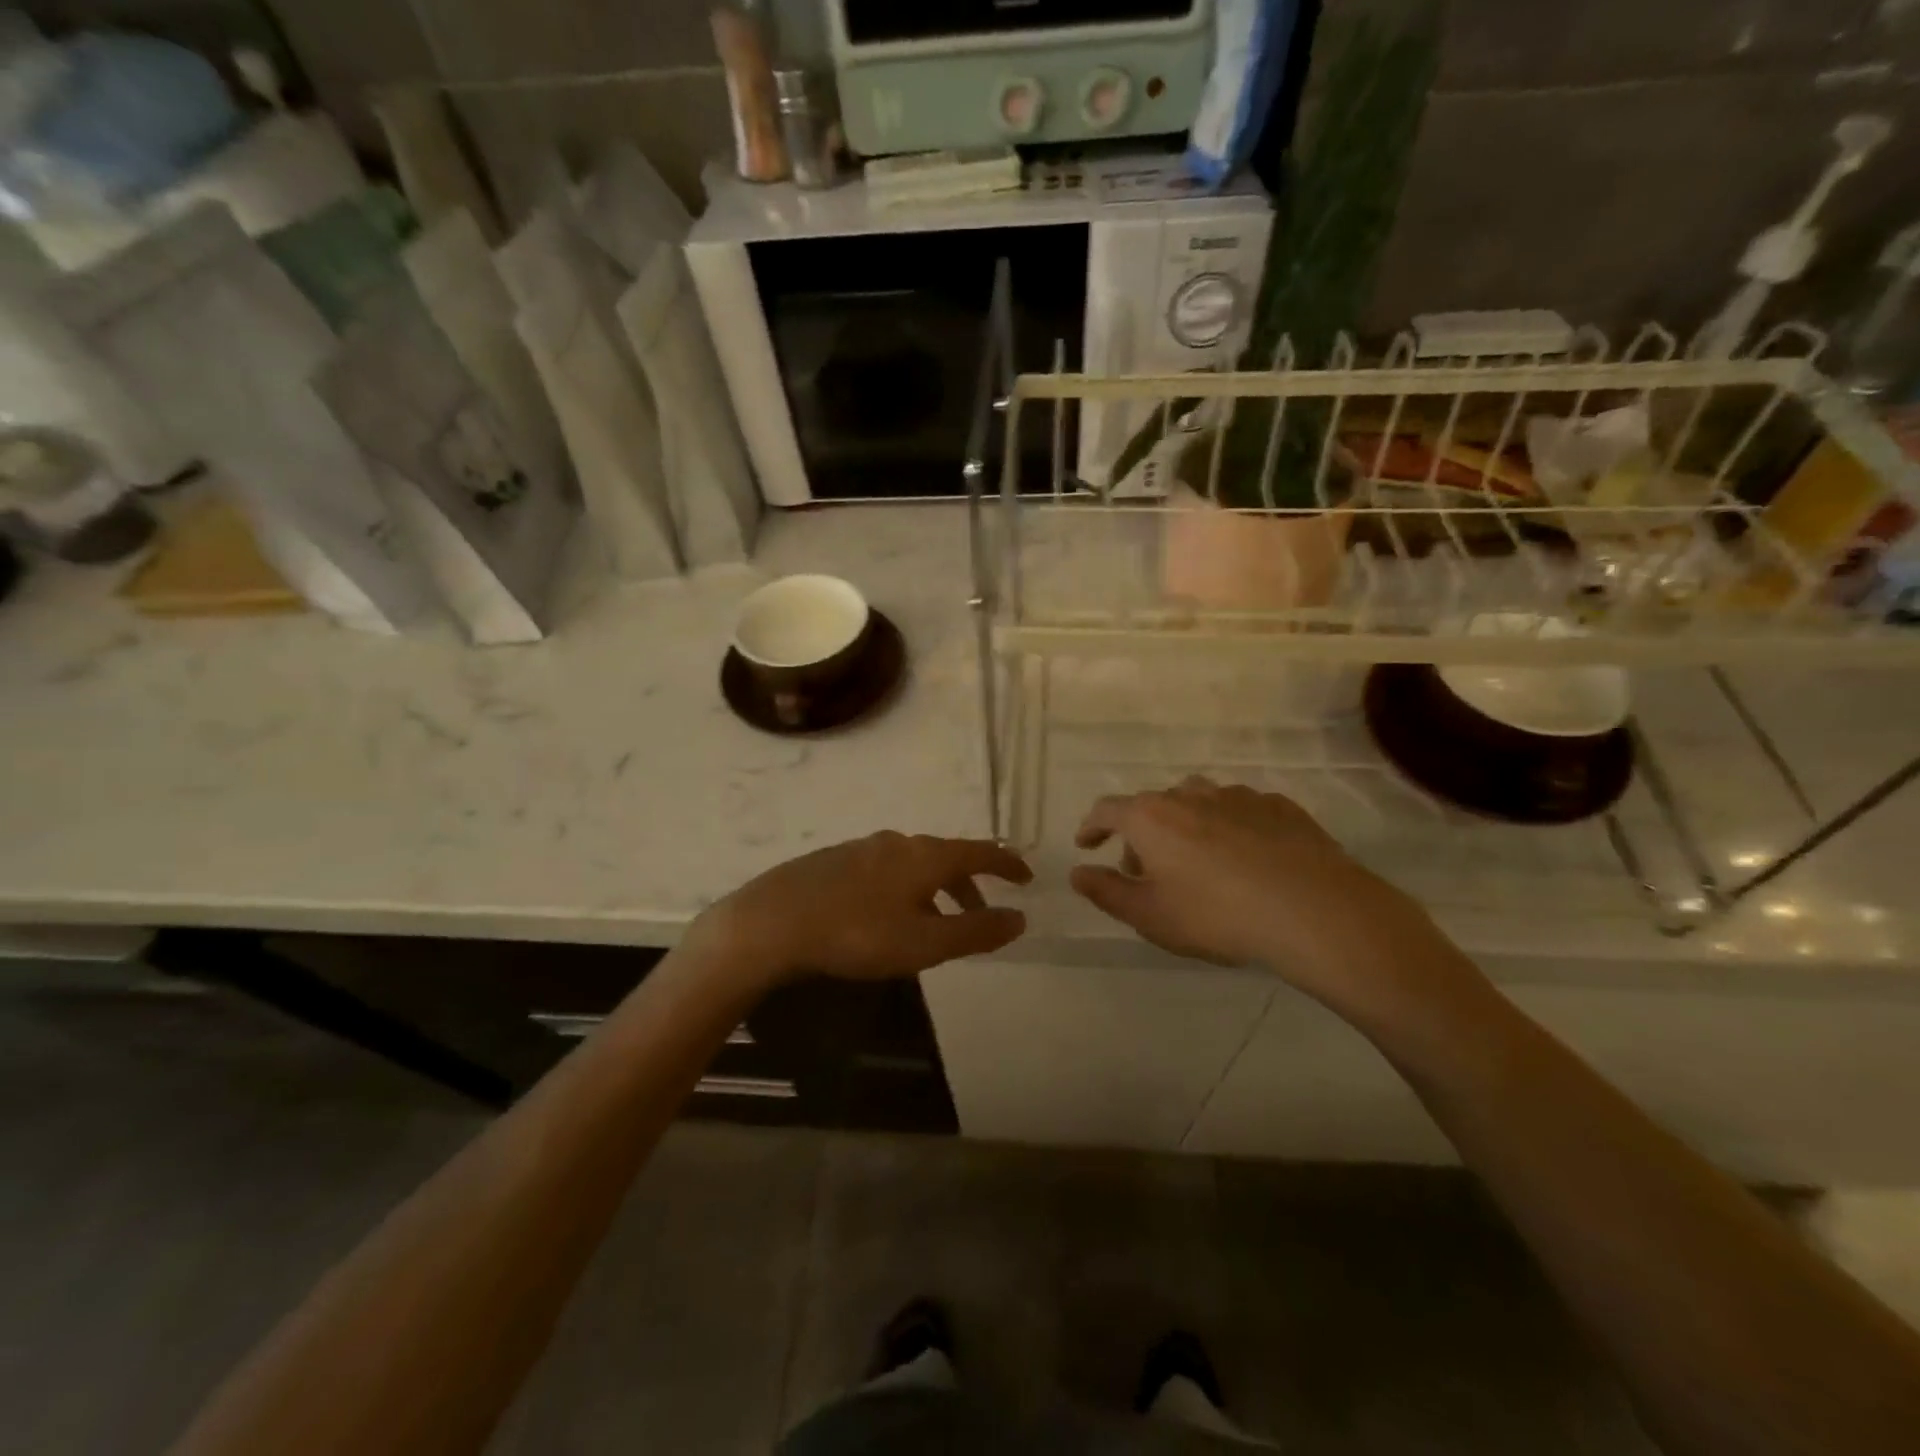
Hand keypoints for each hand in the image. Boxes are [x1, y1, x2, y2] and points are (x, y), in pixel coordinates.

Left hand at [699, 832, 1031, 986]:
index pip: (979, 851)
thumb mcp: (924, 943)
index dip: (1006, 863)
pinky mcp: (835, 861)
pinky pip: (887, 871)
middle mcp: (898, 842)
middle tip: (982, 914)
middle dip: (970, 885)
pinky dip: (906, 889)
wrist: (773, 921)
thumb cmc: (857, 934)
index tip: (1026, 876)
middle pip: (947, 857)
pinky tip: (889, 917)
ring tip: (935, 923)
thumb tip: (1019, 918)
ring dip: (936, 890)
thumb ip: (975, 931)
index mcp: (925, 856)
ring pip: (914, 865)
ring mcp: (863, 848)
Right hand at [1071, 778, 1474, 1021]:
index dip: (1092, 826)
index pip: (1108, 810)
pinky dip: (1229, 827)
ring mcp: (1238, 796)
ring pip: (1199, 802)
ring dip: (1186, 825)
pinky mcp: (1279, 806)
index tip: (1086, 843)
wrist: (1313, 910)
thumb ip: (1106, 891)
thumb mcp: (1149, 915)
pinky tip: (1246, 858)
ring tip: (1196, 860)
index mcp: (1151, 817)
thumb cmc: (1216, 915)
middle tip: (1147, 871)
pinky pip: (1240, 810)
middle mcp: (1190, 795)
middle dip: (1142, 835)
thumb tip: (1077, 873)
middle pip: (1153, 806)